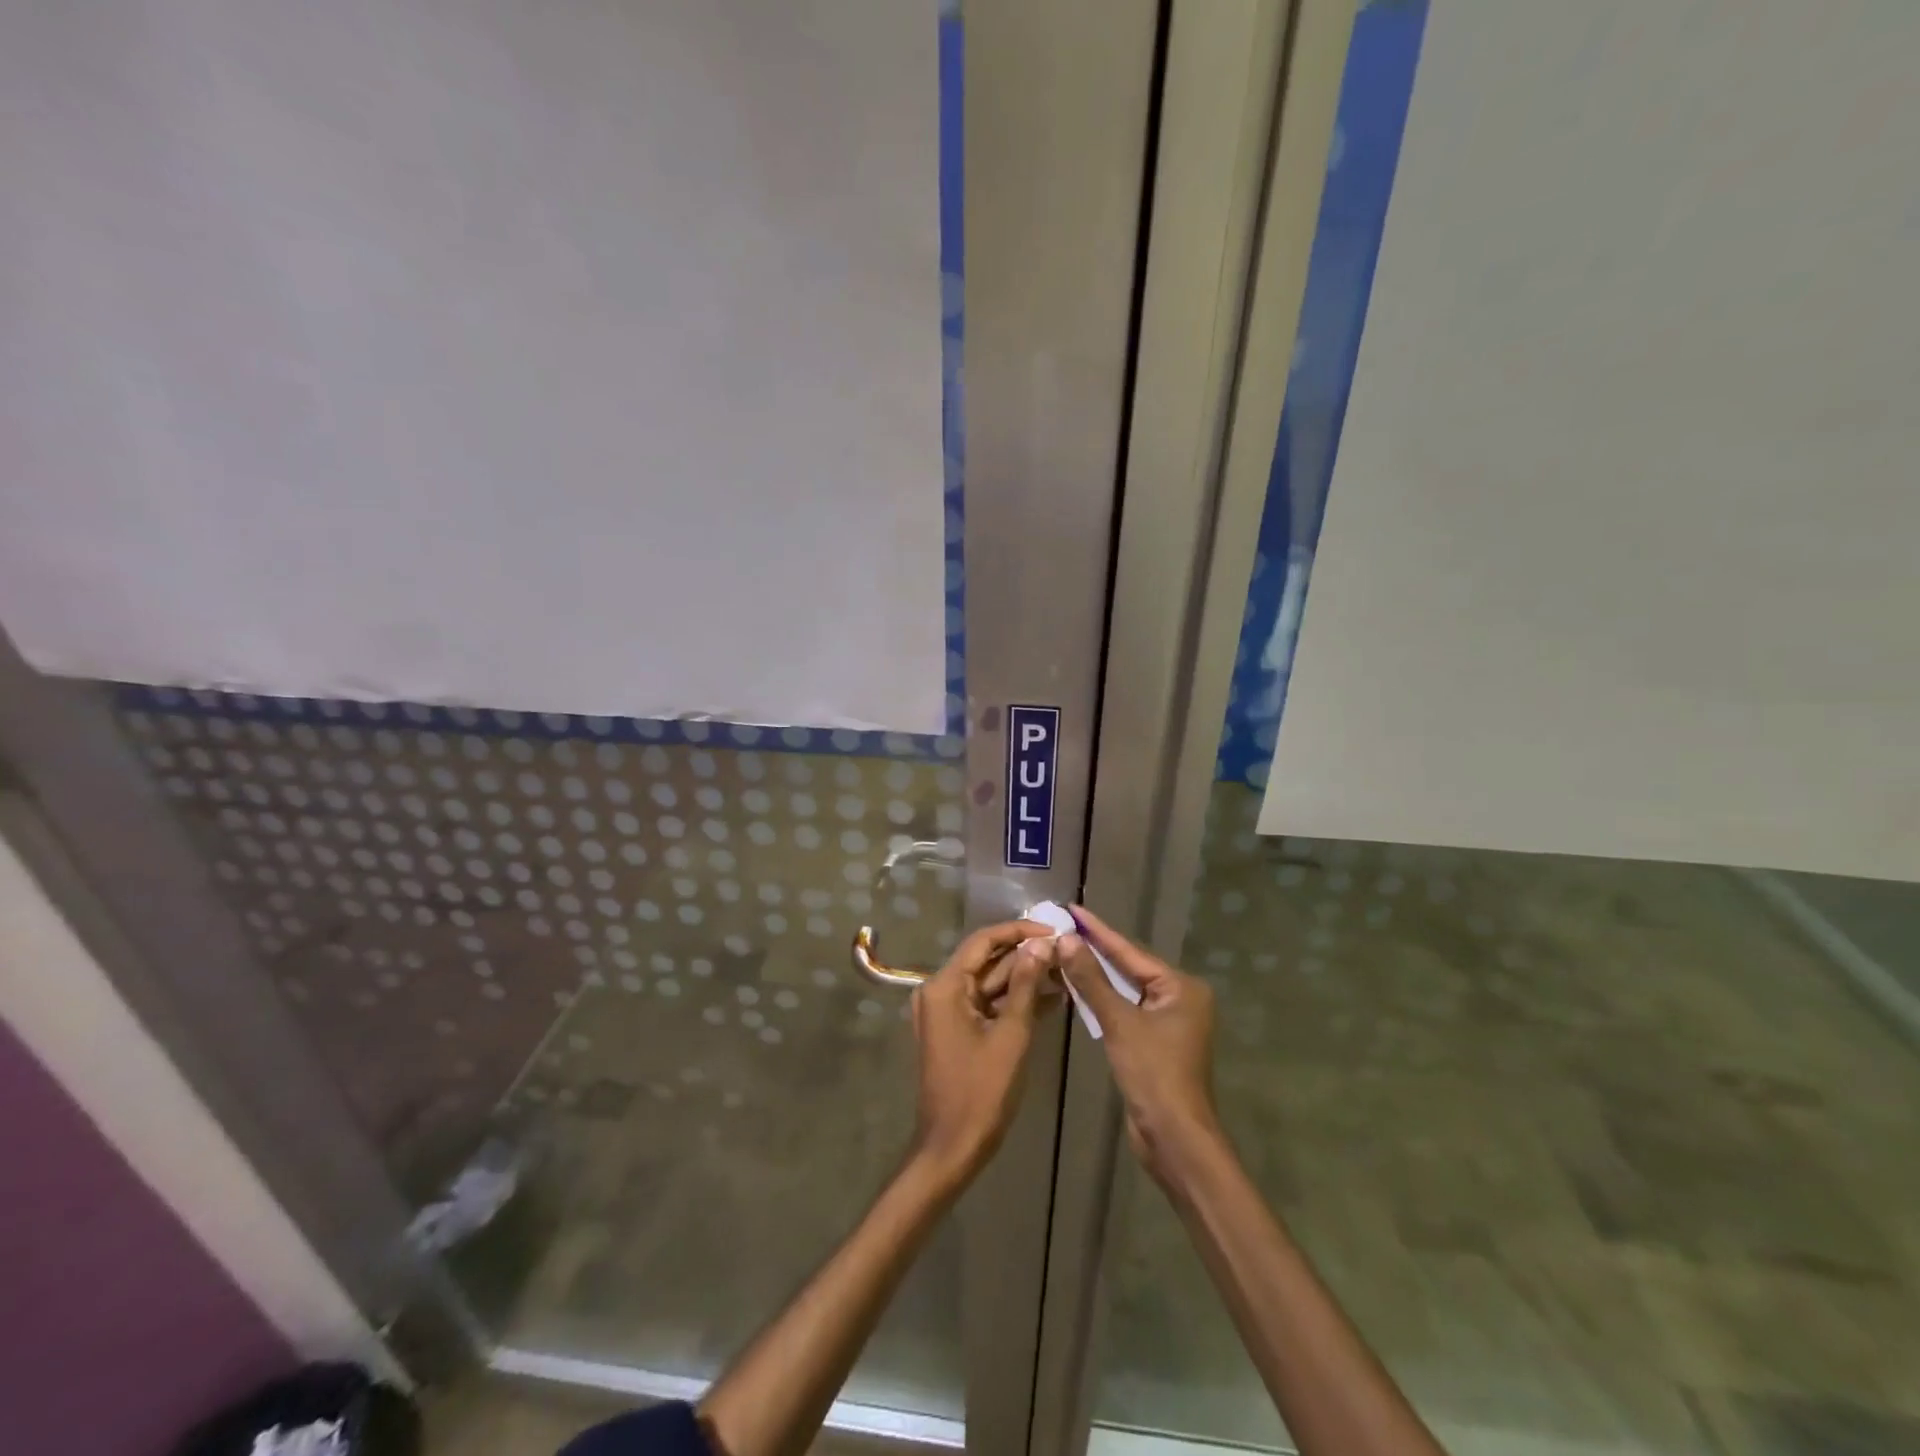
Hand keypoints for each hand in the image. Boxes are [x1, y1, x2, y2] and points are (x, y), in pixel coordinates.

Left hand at [909, 918, 1056, 1185]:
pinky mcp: (956, 1030)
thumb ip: (1026, 985)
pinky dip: (1013, 1001)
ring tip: (1064, 971)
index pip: (984, 941)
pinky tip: (1050, 998)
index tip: (1053, 930)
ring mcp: (946, 1012)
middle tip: (1065, 951)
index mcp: (946, 986)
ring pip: (989, 983)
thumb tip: (1042, 944)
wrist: (952, 1148)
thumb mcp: (1011, 1035)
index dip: (1019, 931)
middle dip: (1025, 956)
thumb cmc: (981, 1092)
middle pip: (986, 961)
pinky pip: (986, 1004)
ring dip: (1024, 978)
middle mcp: (940, 991)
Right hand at [1057, 904, 1221, 1184]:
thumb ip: (1091, 980)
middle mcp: (1180, 998)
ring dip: (1097, 975)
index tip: (1073, 909)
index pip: (1131, 951)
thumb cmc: (1152, 1073)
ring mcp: (1169, 1021)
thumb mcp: (1119, 1022)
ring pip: (1127, 989)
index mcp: (1181, 987)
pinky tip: (1080, 988)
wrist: (1173, 1137)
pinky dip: (1104, 999)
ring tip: (1066, 950)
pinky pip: (1126, 1009)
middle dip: (1097, 950)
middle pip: (1130, 967)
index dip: (1099, 931)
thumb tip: (1067, 940)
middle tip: (1065, 927)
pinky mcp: (1156, 1042)